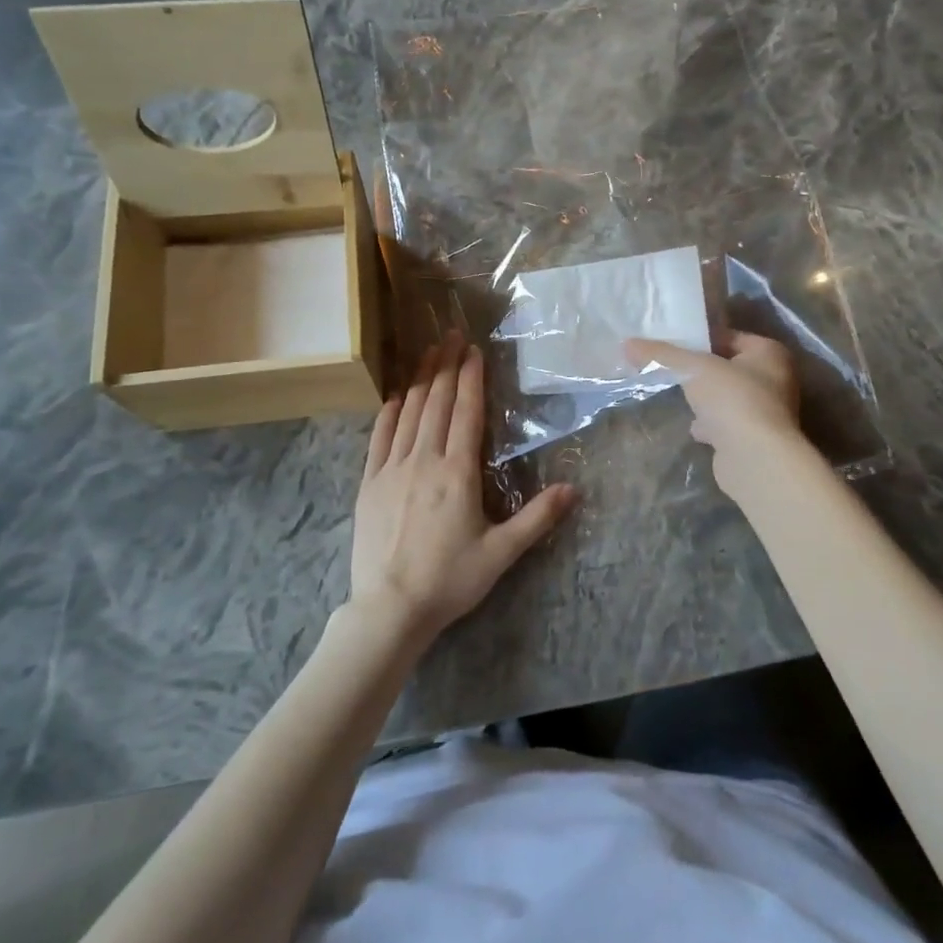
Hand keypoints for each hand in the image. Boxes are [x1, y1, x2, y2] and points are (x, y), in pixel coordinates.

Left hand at [351, 330, 574, 641]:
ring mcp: (391, 469)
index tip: (473, 350)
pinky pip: (379, 437)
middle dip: (445, 366)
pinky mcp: (369, 483)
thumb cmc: (450, 580)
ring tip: (427, 351)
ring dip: (419, 379)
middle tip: (450, 334)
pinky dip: (389, 411)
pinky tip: (395, 396)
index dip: (470, 378)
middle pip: (436, 403)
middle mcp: (423, 460)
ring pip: (408, 413)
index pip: (466, 413)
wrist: (390, 608)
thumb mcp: (501, 553)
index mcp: (457, 473)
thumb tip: (573, 489)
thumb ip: (537, 518)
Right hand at [626, 331, 803, 494]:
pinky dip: (711, 424)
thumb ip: (661, 355)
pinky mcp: (755, 439)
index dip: (700, 339)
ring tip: (678, 397)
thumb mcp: (692, 369)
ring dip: (705, 399)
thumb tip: (627, 344)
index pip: (729, 336)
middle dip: (700, 371)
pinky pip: (728, 423)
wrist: (755, 459)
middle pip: (727, 367)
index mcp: (769, 353)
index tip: (671, 344)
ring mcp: (767, 412)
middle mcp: (775, 379)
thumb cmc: (732, 400)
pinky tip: (693, 428)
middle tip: (669, 369)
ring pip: (727, 397)